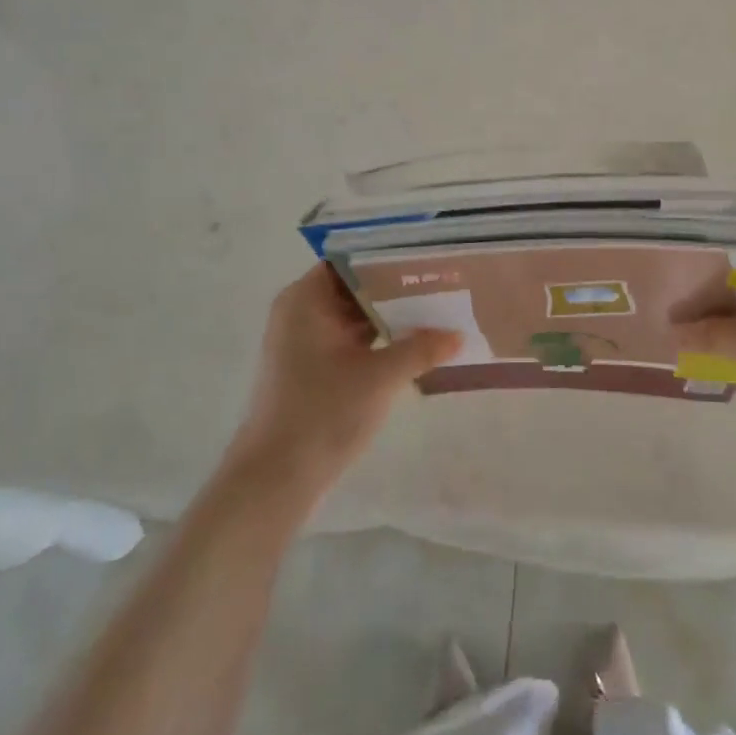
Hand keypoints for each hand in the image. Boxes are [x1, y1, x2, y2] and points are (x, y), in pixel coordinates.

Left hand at [226, 264, 461, 495]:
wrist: (276, 478)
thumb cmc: (323, 412)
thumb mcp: (380, 377)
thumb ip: (421, 349)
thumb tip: (459, 335)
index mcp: (306, 299)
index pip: (352, 260)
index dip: (389, 257)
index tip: (427, 257)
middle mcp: (302, 312)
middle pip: (356, 287)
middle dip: (397, 288)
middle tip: (443, 282)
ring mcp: (306, 342)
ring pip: (356, 316)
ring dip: (392, 316)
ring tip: (438, 309)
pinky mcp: (313, 369)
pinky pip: (352, 340)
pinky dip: (380, 340)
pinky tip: (416, 344)